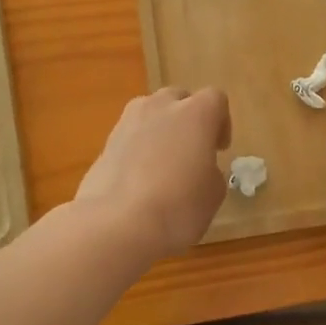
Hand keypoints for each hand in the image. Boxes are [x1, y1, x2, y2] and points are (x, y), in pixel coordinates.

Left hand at [74, 87, 230, 261]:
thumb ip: (210, 171)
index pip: (215, 99)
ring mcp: (127, 123)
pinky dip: (138, 150)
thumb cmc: (178, 207)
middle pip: (178, 99)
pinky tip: (140, 180)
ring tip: (164, 164)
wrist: (116, 225)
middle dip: (187, 119)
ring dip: (160, 131)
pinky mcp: (104, 144)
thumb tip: (199, 169)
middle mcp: (160, 108)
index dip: (221, 122)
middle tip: (192, 151)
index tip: (219, 149)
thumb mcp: (213, 194)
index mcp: (195, 114)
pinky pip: (129, 138)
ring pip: (150, 114)